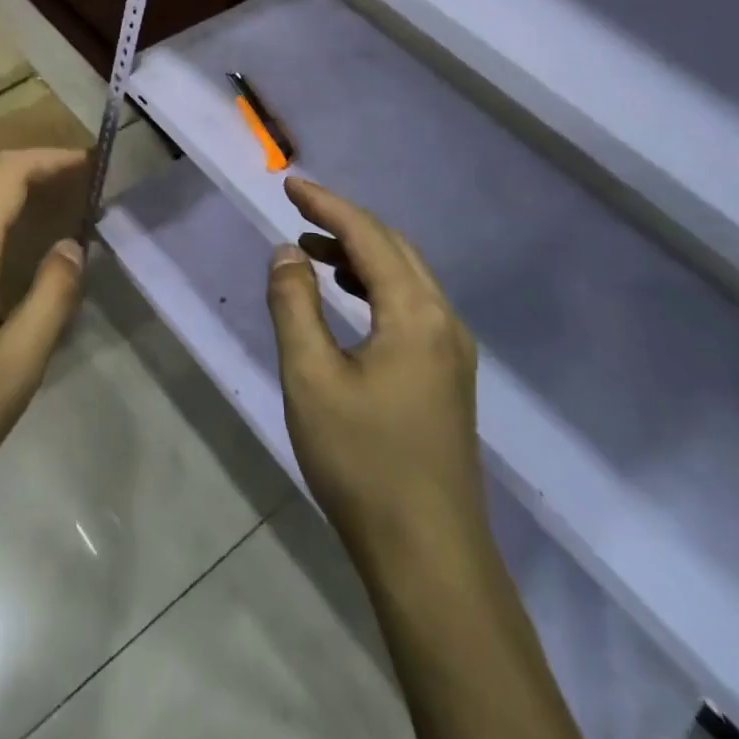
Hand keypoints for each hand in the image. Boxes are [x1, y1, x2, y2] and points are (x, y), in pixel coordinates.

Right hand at [265, 177, 483, 565]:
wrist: (428, 553)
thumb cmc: (362, 460)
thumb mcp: (311, 376)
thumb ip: (294, 305)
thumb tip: (286, 253)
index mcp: (415, 314)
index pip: (368, 237)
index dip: (326, 205)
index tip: (289, 184)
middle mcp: (443, 322)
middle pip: (394, 249)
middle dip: (345, 223)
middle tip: (298, 211)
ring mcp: (451, 352)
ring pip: (405, 279)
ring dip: (359, 254)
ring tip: (312, 251)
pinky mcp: (447, 377)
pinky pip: (410, 307)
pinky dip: (374, 286)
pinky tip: (347, 301)